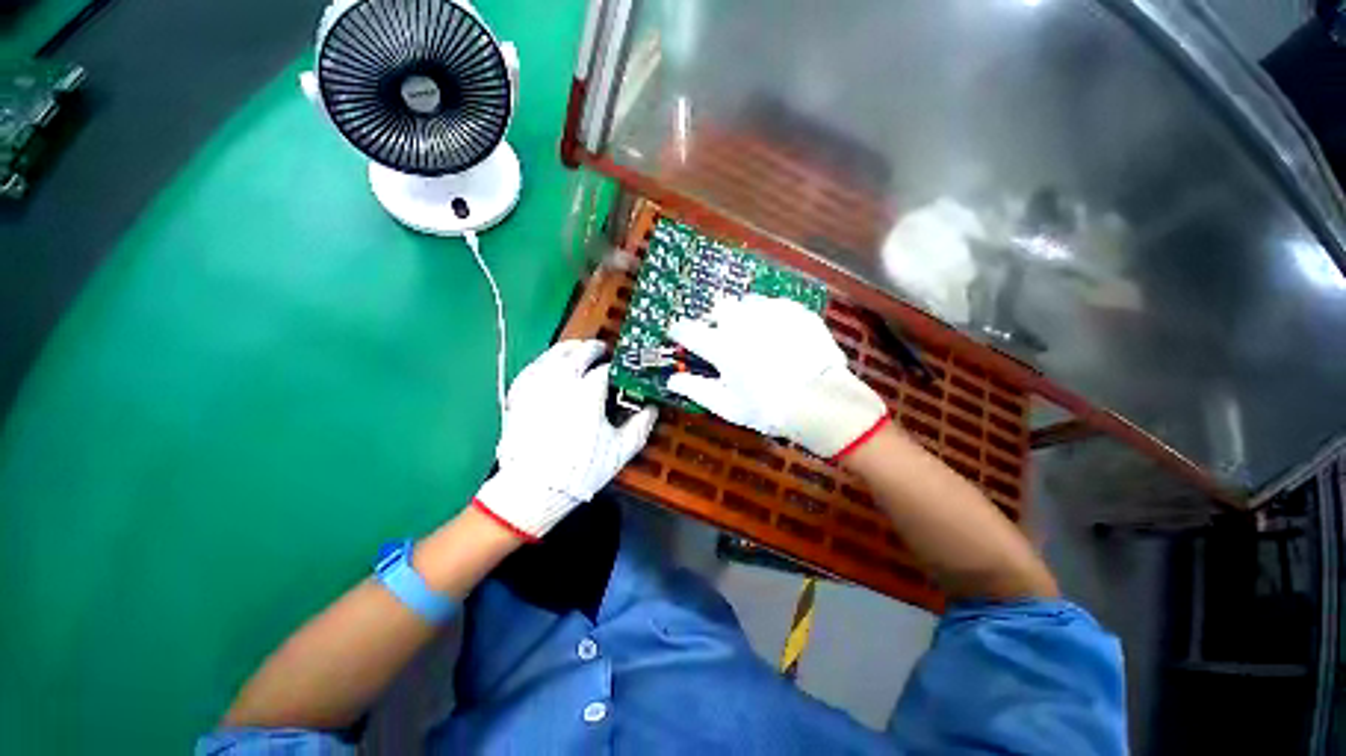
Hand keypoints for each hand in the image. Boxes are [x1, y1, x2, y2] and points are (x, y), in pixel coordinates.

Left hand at [474, 340, 657, 540]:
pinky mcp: (519, 394)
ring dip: (570, 348)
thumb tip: (652, 408)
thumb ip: (640, 425)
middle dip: (594, 349)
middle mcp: (561, 381)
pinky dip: (546, 360)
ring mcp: (537, 385)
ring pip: (554, 353)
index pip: (607, 369)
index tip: (625, 370)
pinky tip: (551, 363)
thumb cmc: (581, 471)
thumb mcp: (620, 451)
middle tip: (604, 352)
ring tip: (579, 350)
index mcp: (587, 393)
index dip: (618, 367)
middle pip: (579, 352)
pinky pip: (534, 366)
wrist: (532, 490)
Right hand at [667, 294, 887, 459]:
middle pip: (720, 306)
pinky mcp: (794, 310)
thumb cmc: (767, 408)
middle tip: (728, 339)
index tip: (680, 334)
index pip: (688, 330)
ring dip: (745, 316)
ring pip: (747, 303)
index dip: (679, 330)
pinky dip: (771, 317)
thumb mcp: (727, 405)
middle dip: (719, 319)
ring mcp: (770, 312)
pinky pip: (774, 305)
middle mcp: (741, 322)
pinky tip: (780, 336)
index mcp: (721, 345)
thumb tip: (672, 379)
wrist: (820, 401)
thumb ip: (696, 389)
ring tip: (757, 336)